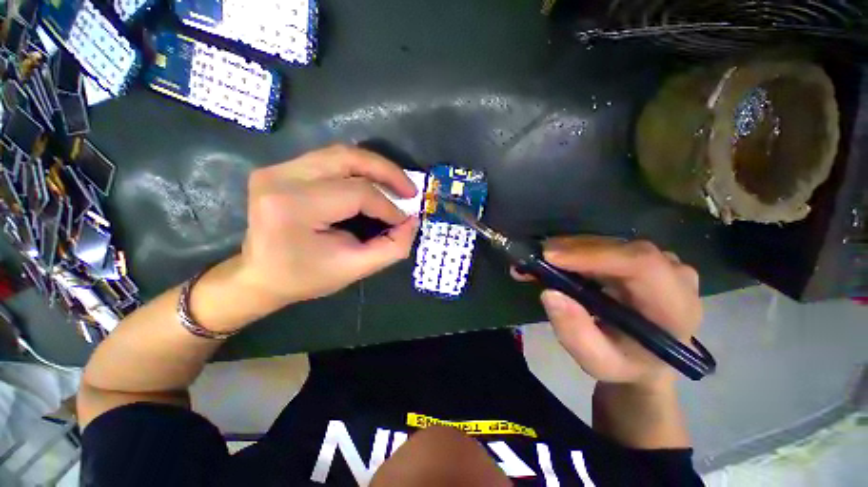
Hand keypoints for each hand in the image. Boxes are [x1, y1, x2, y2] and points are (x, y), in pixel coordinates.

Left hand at [238, 145, 418, 303]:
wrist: (260, 276)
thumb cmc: (306, 277)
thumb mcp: (355, 269)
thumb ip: (391, 247)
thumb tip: (412, 221)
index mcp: (295, 206)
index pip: (357, 193)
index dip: (388, 206)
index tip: (405, 221)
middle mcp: (282, 178)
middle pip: (349, 159)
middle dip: (388, 172)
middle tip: (411, 189)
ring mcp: (278, 168)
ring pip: (341, 154)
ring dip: (375, 167)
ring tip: (396, 185)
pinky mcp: (281, 168)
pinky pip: (330, 159)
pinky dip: (358, 169)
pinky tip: (373, 183)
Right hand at [514, 237, 701, 387]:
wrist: (645, 358)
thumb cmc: (625, 364)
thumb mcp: (597, 362)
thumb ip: (576, 334)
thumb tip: (550, 293)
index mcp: (674, 307)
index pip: (641, 265)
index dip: (594, 255)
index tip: (550, 257)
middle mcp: (673, 275)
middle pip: (619, 248)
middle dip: (571, 250)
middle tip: (534, 259)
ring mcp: (659, 261)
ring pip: (608, 243)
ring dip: (568, 249)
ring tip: (537, 262)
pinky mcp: (640, 257)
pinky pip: (605, 246)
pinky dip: (574, 251)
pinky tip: (553, 260)